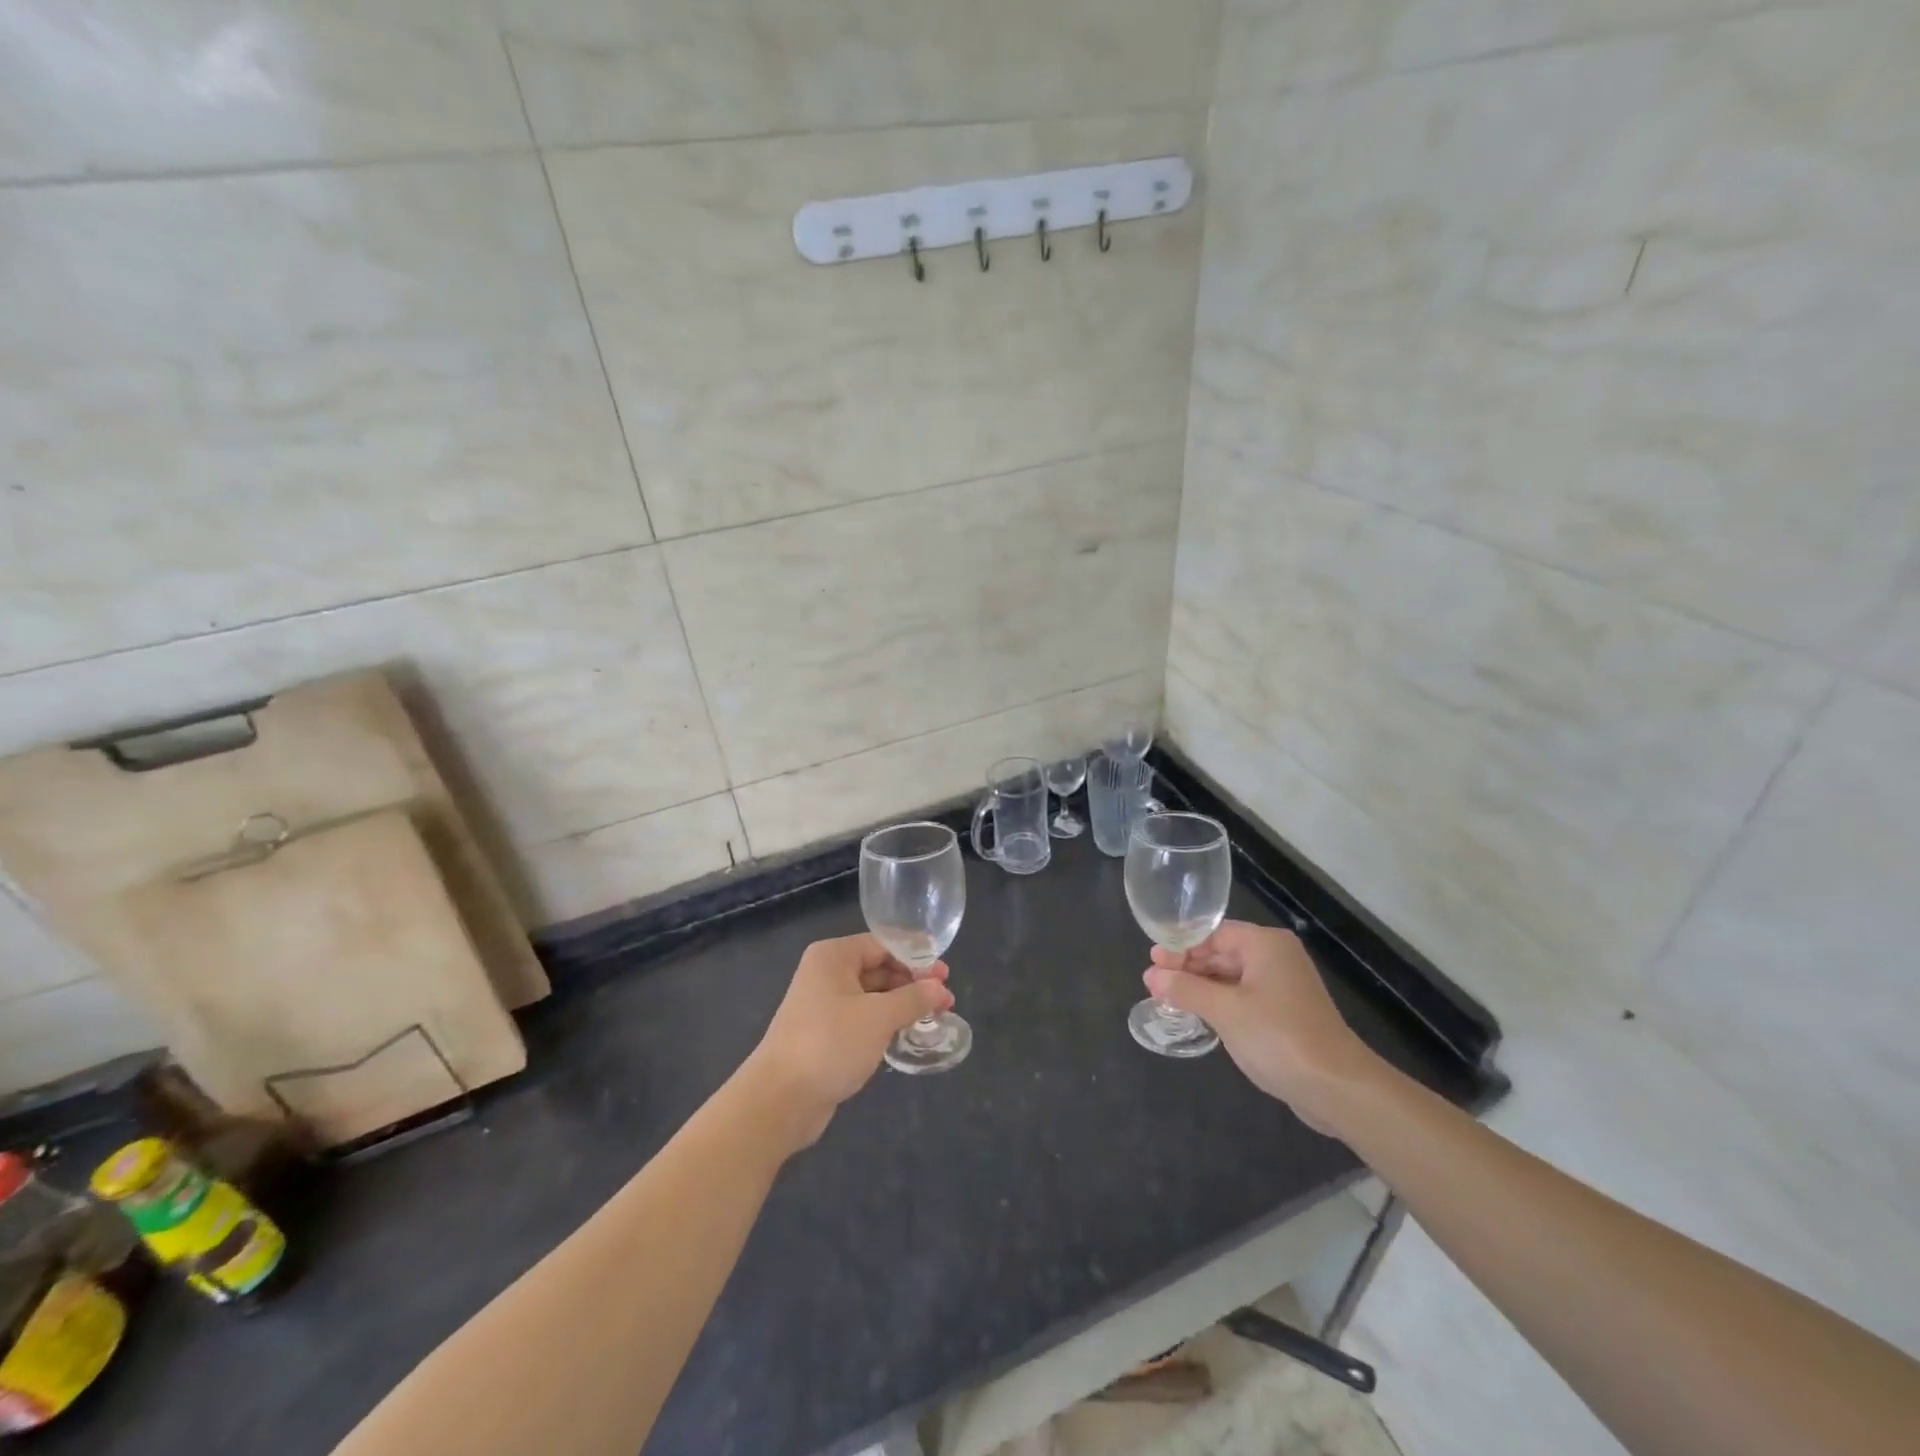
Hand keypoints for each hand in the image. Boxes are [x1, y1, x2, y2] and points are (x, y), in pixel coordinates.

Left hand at [739, 934, 953, 1152]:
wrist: (780, 1100)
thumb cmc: (830, 1044)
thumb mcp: (879, 1017)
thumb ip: (914, 998)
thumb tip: (941, 989)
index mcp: (834, 956)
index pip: (884, 944)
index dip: (916, 958)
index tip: (946, 974)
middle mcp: (826, 973)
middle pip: (879, 967)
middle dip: (912, 982)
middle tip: (946, 999)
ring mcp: (824, 1004)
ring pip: (872, 994)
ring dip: (902, 1003)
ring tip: (935, 1016)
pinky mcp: (825, 1032)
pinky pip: (863, 1017)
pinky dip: (885, 1021)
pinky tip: (907, 1032)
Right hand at [1144, 920, 1383, 1133]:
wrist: (1337, 1087)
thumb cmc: (1278, 1037)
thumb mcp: (1224, 1010)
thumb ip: (1185, 989)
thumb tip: (1152, 975)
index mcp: (1265, 945)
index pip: (1212, 934)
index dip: (1180, 946)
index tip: (1152, 961)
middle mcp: (1275, 958)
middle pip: (1221, 953)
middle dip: (1187, 967)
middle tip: (1152, 981)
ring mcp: (1282, 986)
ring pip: (1230, 976)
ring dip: (1200, 986)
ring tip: (1166, 997)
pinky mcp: (1284, 1013)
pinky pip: (1242, 997)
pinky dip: (1218, 1002)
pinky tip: (1196, 1013)